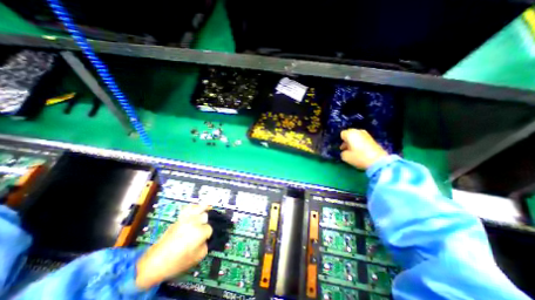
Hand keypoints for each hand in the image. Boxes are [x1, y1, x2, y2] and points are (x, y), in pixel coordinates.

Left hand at [136, 204, 212, 288]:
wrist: (154, 263)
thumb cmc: (177, 262)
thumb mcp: (197, 257)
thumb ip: (206, 245)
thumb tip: (206, 239)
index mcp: (199, 232)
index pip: (210, 228)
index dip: (207, 235)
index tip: (204, 240)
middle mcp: (193, 222)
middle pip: (205, 216)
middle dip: (205, 223)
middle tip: (202, 230)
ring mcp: (185, 219)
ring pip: (198, 208)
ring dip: (203, 210)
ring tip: (207, 209)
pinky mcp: (178, 219)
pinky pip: (188, 208)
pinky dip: (193, 207)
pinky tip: (196, 209)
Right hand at [340, 129, 387, 170]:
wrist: (378, 161)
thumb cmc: (359, 157)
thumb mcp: (345, 157)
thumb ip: (342, 152)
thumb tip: (344, 151)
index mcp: (350, 134)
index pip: (342, 134)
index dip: (340, 141)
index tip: (341, 148)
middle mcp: (358, 131)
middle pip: (350, 134)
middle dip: (347, 140)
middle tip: (346, 148)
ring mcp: (366, 134)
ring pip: (356, 136)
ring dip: (354, 142)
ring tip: (353, 150)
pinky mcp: (373, 139)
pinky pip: (362, 139)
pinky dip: (360, 143)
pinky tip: (360, 151)